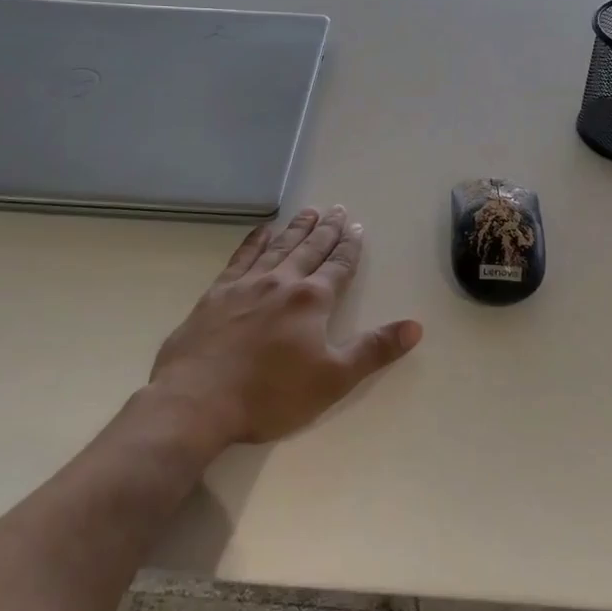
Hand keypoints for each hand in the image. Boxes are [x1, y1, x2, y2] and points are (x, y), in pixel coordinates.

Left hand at [149, 206, 422, 446]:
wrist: (196, 401)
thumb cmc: (270, 394)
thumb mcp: (333, 379)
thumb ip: (374, 350)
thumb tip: (415, 326)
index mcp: (311, 301)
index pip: (338, 266)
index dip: (350, 247)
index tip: (358, 228)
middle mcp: (281, 282)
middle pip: (310, 249)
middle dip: (327, 229)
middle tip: (338, 209)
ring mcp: (246, 285)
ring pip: (278, 247)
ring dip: (296, 228)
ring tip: (308, 211)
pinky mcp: (216, 294)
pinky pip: (241, 257)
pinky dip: (254, 240)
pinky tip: (262, 231)